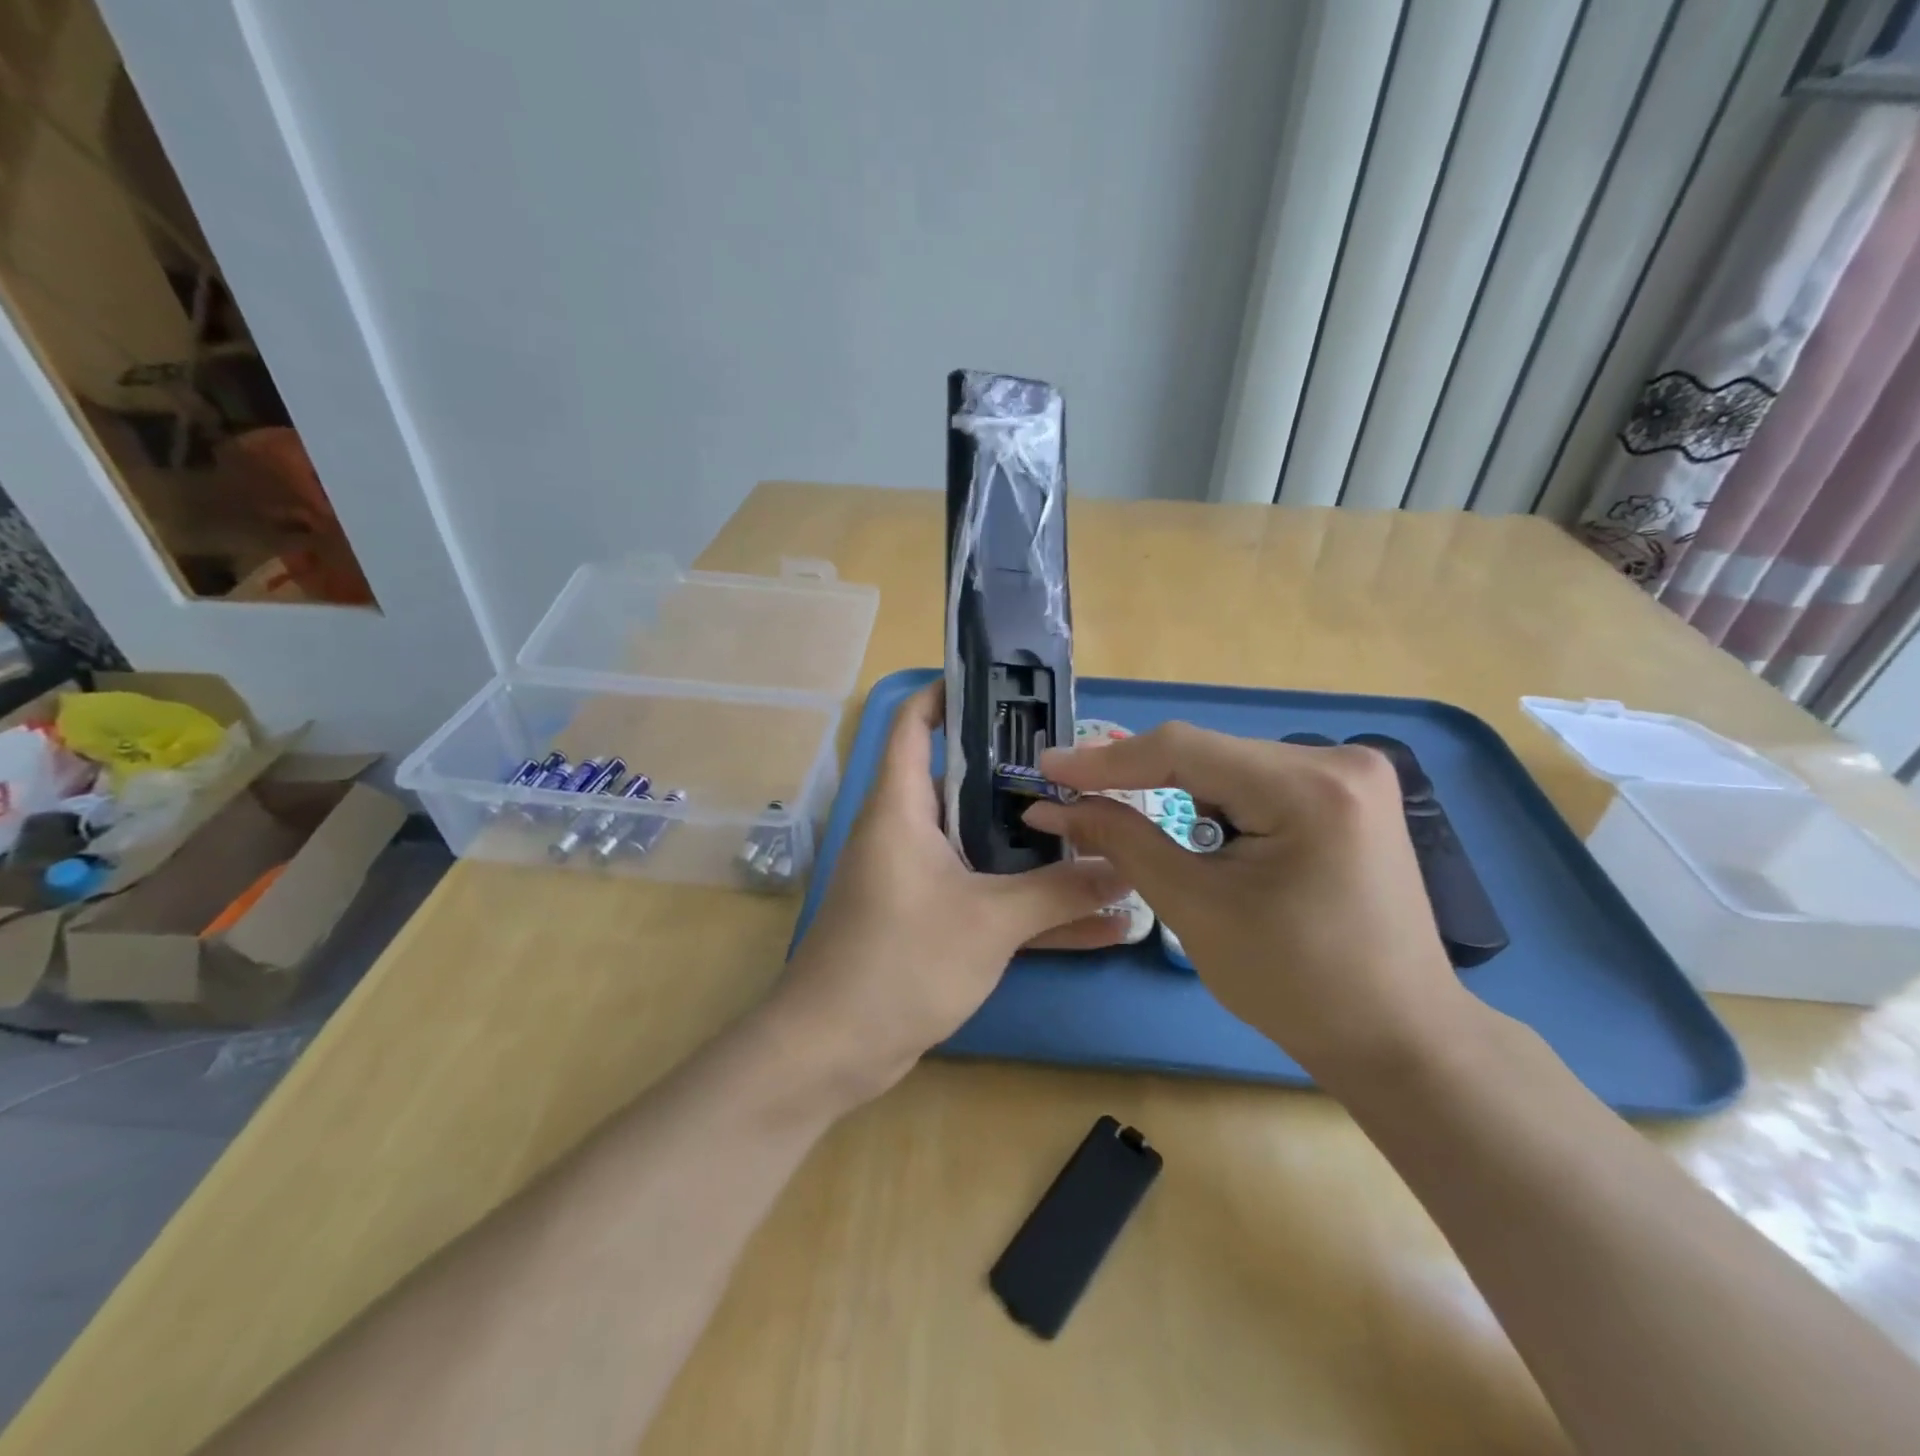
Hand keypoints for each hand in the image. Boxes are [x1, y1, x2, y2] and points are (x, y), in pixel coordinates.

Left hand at [770, 683, 1129, 1105]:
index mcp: (902, 806)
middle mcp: (908, 831)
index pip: (916, 722)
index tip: (1012, 688)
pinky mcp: (932, 921)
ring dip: (1041, 849)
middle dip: (1027, 778)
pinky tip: (1100, 922)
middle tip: (1092, 772)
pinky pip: (990, 897)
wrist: (833, 1052)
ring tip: (1110, 836)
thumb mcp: (989, 923)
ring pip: (987, 846)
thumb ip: (1060, 893)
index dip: (953, 692)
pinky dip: (1034, 905)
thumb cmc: (900, 963)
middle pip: (967, 783)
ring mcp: (921, 878)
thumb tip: (1129, 872)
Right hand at [1022, 723, 1471, 1080]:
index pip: (1184, 749)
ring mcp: (1352, 773)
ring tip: (1138, 824)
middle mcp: (1339, 760)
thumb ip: (1123, 841)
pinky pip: (1260, 781)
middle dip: (1141, 778)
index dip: (1106, 759)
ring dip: (1180, 792)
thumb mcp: (1195, 909)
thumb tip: (1055, 807)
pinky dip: (1219, 802)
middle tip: (1075, 798)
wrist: (1398, 1038)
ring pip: (1230, 765)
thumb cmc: (1295, 986)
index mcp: (1310, 788)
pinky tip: (1206, 836)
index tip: (1047, 769)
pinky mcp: (1351, 793)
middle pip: (1208, 755)